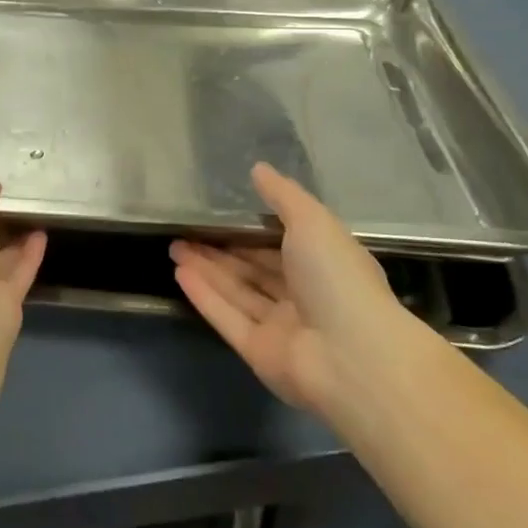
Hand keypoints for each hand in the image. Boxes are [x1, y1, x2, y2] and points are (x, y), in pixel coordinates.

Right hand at [171, 163, 413, 418]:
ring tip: (173, 246)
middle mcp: (303, 296)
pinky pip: (227, 318)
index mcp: (323, 265)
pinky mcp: (259, 352)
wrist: (353, 358)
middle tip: (183, 230)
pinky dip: (204, 296)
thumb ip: (283, 195)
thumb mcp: (313, 221)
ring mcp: (280, 327)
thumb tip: (258, 168)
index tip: (218, 212)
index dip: (249, 228)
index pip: (281, 243)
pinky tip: (179, 274)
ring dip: (205, 269)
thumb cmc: (337, 279)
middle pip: (254, 269)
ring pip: (237, 292)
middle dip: (219, 250)